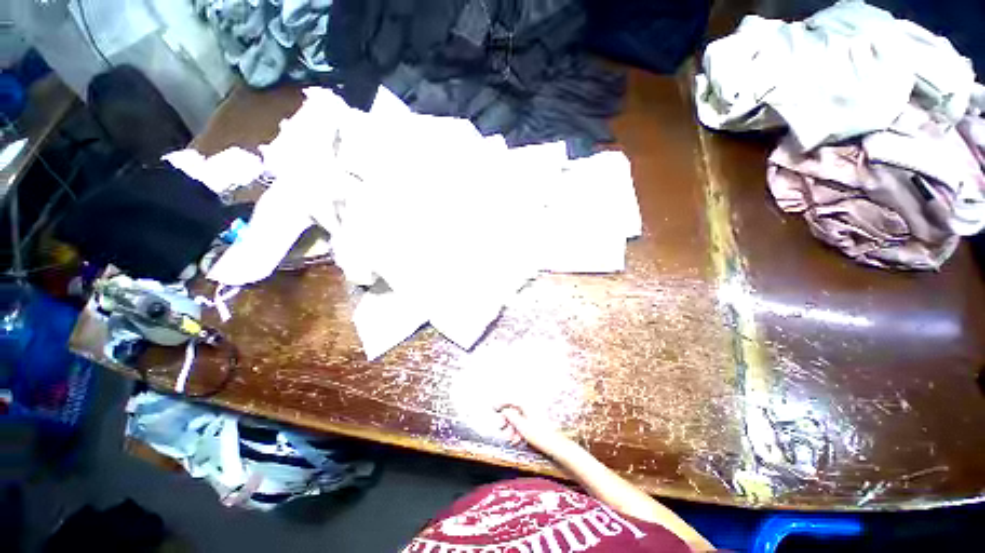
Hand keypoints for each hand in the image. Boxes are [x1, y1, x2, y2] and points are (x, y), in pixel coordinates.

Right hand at [497, 405, 571, 457]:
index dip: (501, 403)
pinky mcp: (538, 423)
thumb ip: (511, 416)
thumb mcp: (522, 426)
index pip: (511, 399)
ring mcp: (535, 414)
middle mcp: (531, 406)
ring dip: (512, 427)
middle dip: (507, 419)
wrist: (557, 447)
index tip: (493, 408)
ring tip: (510, 439)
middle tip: (501, 427)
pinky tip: (517, 441)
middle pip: (515, 409)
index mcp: (527, 404)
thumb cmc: (540, 435)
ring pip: (519, 418)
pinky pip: (525, 423)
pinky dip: (519, 430)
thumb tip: (504, 410)